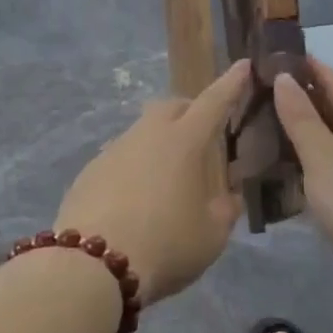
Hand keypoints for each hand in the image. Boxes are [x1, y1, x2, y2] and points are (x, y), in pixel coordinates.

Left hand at [54, 60, 249, 305]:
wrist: (92, 267)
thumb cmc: (165, 245)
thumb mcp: (212, 235)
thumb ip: (225, 209)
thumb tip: (228, 196)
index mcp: (184, 142)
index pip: (214, 102)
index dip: (232, 83)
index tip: (243, 65)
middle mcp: (146, 135)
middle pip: (170, 107)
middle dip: (189, 111)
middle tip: (202, 134)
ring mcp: (113, 151)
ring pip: (142, 132)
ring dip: (159, 143)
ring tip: (167, 178)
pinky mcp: (88, 172)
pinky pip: (120, 158)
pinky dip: (134, 168)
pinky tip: (135, 199)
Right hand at [273, 58, 332, 270]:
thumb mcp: (324, 156)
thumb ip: (302, 119)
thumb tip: (284, 78)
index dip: (315, 70)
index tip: (289, 55)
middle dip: (310, 102)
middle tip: (272, 93)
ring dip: (311, 137)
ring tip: (276, 132)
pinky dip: (315, 168)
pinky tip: (297, 178)